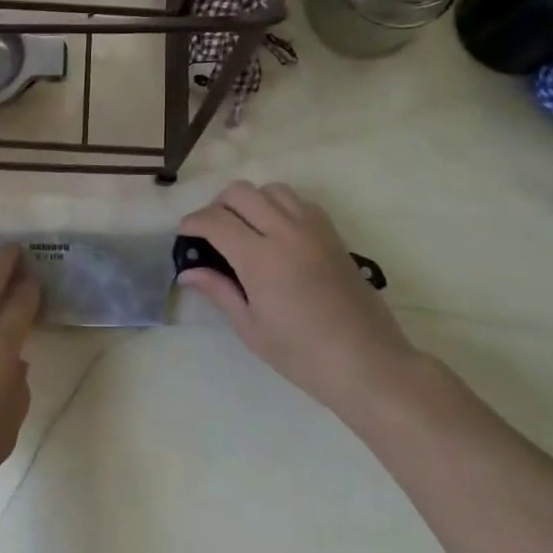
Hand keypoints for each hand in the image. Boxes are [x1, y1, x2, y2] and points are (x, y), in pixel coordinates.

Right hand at [178, 182, 419, 419]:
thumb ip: (219, 291)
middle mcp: (286, 232)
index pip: (215, 220)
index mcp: (261, 258)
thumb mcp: (251, 328)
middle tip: (211, 233)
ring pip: (271, 189)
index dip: (192, 223)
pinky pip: (299, 201)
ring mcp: (314, 229)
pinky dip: (279, 206)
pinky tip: (275, 233)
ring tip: (244, 229)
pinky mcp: (333, 234)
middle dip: (217, 205)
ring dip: (250, 201)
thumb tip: (188, 272)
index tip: (184, 235)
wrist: (368, 362)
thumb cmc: (302, 354)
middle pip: (240, 192)